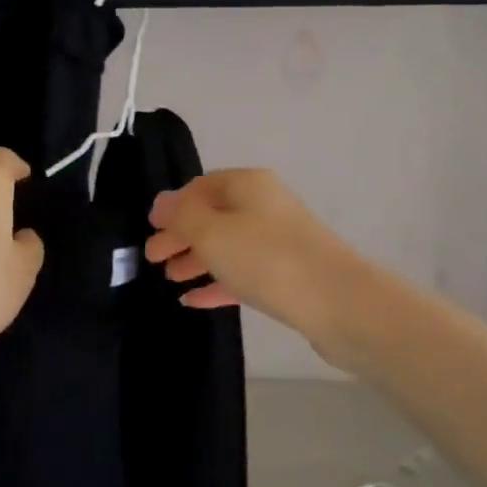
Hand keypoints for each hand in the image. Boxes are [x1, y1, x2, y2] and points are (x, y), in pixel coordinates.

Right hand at [145, 169, 366, 357]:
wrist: (338, 302)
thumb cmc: (267, 259)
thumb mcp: (213, 233)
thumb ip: (182, 216)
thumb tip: (162, 202)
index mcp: (248, 185)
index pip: (201, 186)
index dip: (173, 206)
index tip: (149, 229)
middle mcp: (265, 206)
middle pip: (214, 215)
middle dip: (181, 235)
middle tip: (151, 259)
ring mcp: (279, 241)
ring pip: (228, 245)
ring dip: (197, 259)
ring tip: (169, 278)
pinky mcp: (288, 275)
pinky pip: (243, 273)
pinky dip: (218, 282)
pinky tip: (193, 300)